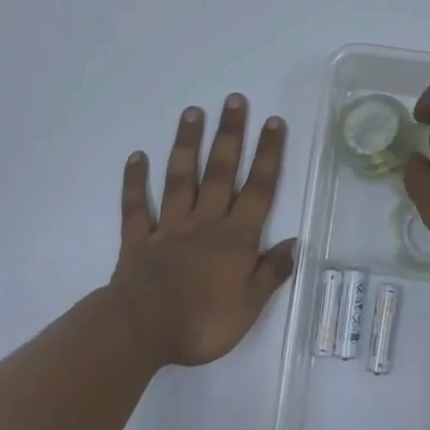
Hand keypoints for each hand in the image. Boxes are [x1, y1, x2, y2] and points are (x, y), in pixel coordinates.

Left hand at [109, 95, 296, 366]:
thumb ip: (271, 272)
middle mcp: (205, 222)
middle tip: (234, 100)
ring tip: (192, 112)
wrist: (143, 330)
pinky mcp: (138, 241)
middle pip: (221, 172)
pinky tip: (137, 157)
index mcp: (236, 238)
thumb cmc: (202, 322)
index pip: (258, 189)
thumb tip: (294, 243)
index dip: (268, 154)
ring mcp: (169, 228)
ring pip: (181, 178)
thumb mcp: (249, 307)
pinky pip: (137, 207)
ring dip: (187, 145)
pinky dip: (135, 182)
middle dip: (230, 134)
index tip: (273, 122)